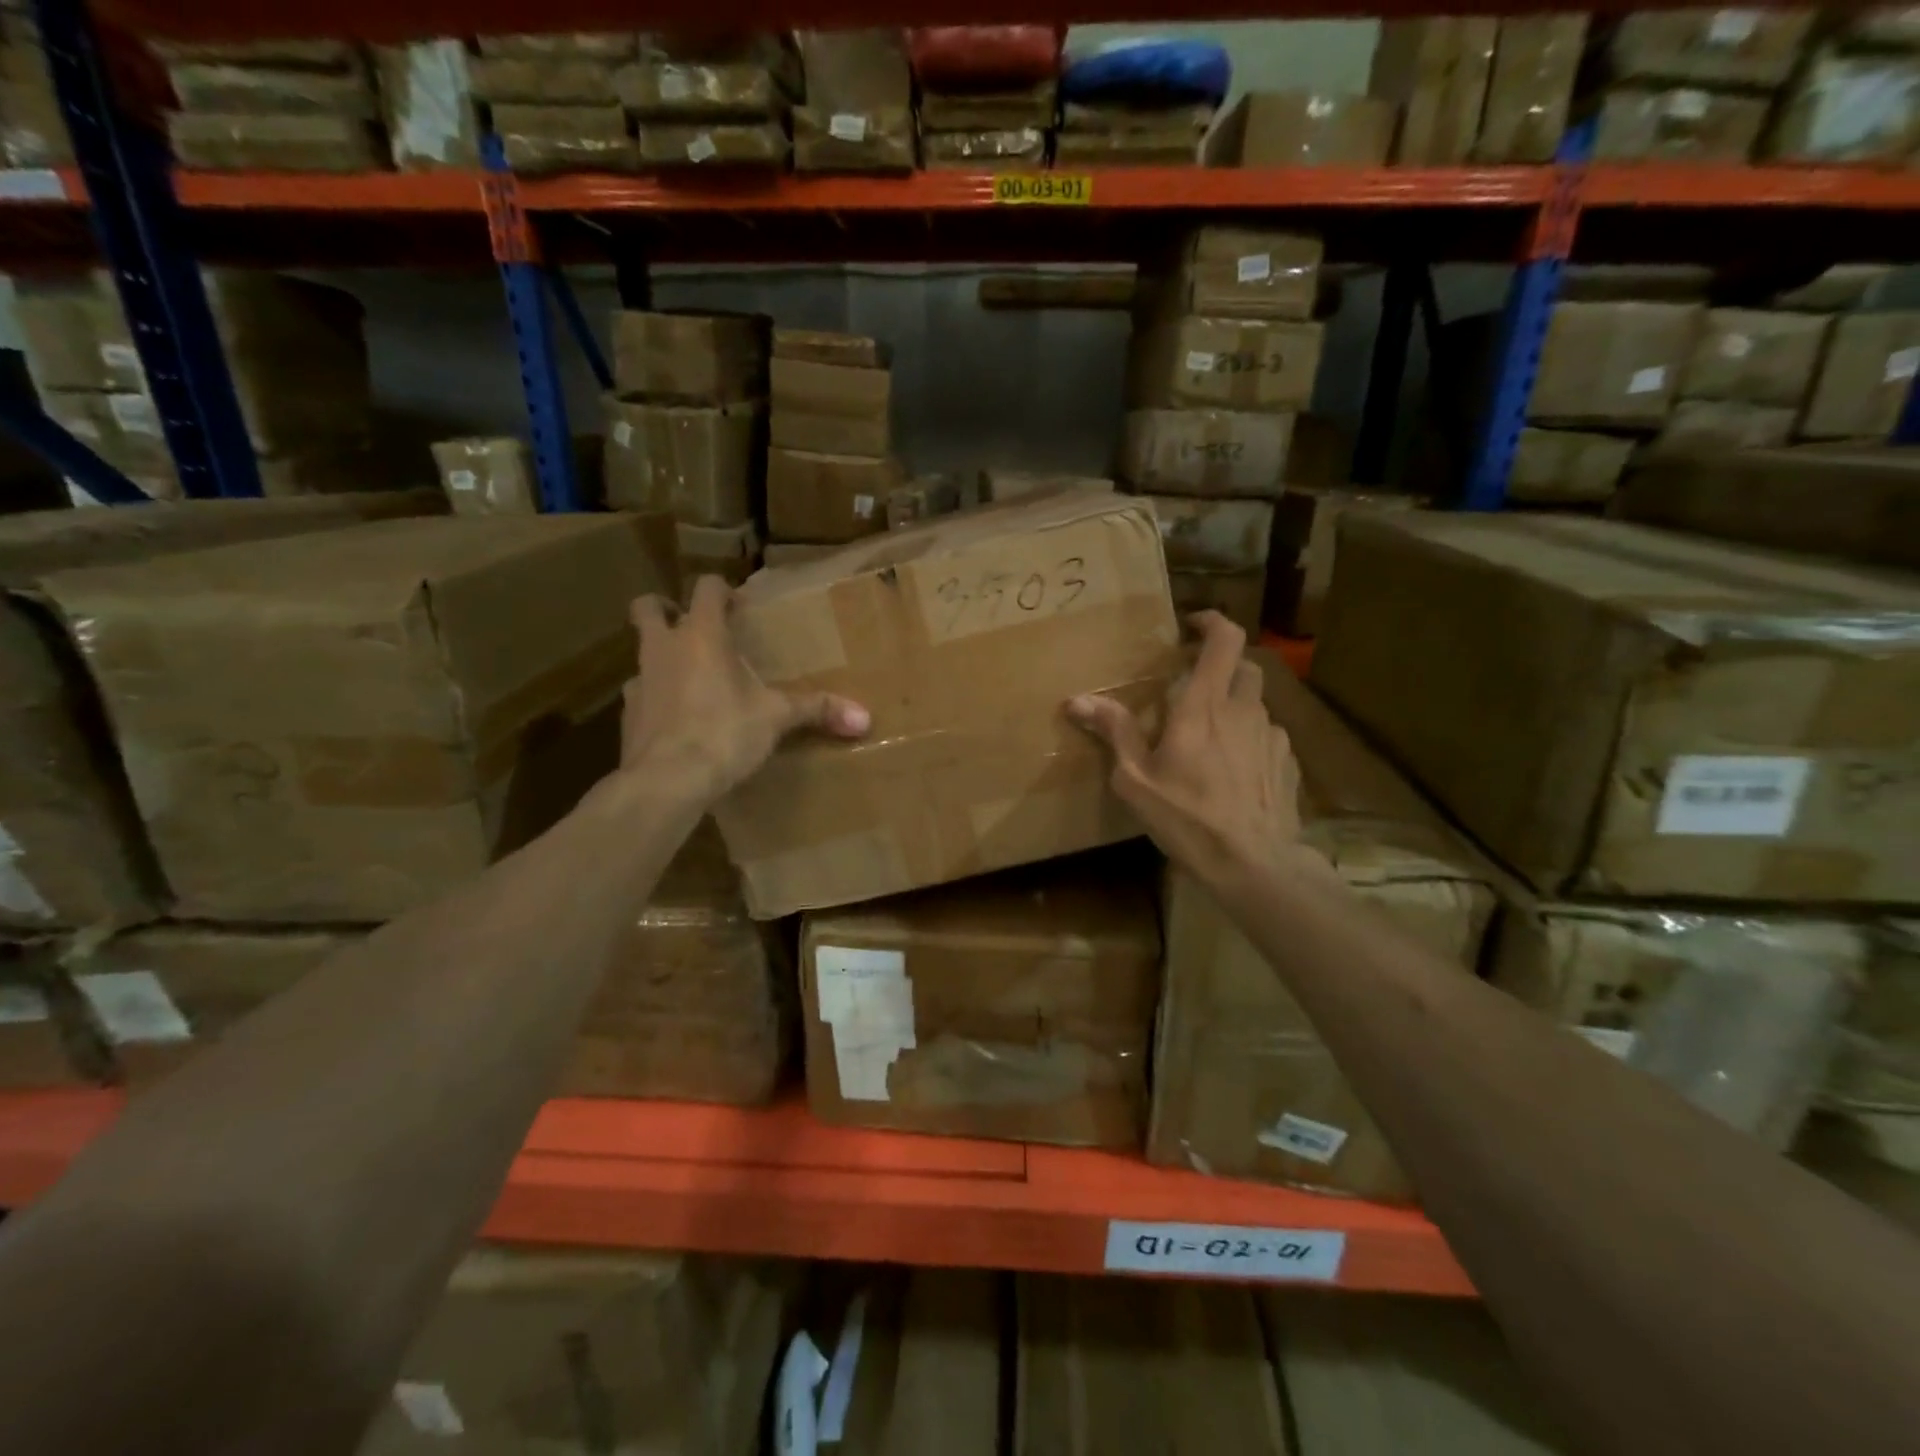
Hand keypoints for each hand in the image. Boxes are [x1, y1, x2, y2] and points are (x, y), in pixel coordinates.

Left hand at [622, 576, 869, 803]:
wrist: (667, 781)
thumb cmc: (724, 732)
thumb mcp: (776, 718)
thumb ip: (817, 710)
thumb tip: (865, 717)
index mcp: (701, 635)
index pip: (706, 588)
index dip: (721, 590)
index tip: (737, 605)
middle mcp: (662, 648)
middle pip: (648, 607)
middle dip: (665, 608)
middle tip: (690, 625)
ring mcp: (638, 681)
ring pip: (643, 653)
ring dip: (662, 658)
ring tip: (691, 680)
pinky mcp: (628, 715)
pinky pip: (641, 696)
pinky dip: (657, 700)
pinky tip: (678, 723)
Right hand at [1067, 612, 1302, 888]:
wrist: (1254, 864)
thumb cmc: (1187, 817)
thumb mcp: (1137, 779)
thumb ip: (1114, 732)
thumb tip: (1077, 700)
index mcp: (1205, 706)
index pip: (1225, 639)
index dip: (1212, 622)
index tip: (1192, 625)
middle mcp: (1245, 710)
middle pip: (1245, 666)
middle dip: (1222, 666)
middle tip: (1194, 686)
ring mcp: (1272, 736)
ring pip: (1256, 703)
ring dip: (1235, 706)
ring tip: (1211, 737)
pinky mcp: (1287, 763)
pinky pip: (1267, 736)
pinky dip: (1250, 739)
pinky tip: (1235, 770)